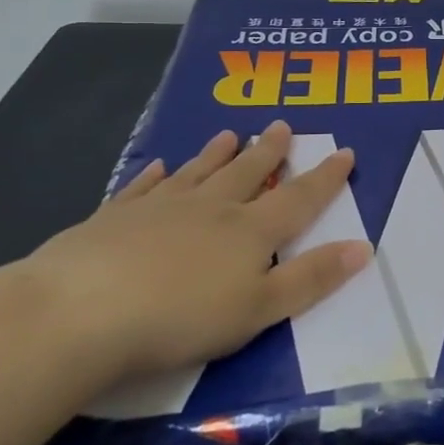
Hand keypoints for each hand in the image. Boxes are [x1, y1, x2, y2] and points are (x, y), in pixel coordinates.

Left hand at [23, 120, 370, 384]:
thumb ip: (311, 278)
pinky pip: (142, 187)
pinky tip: (157, 166)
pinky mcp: (113, 218)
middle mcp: (210, 208)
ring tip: (230, 133)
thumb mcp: (260, 309)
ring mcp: (159, 208)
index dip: (325, 177)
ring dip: (216, 153)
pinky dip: (154, 175)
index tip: (344, 151)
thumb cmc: (181, 318)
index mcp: (250, 231)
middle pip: (247, 172)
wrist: (80, 312)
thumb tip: (363, 247)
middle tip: (282, 126)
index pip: (299, 198)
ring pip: (197, 172)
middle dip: (269, 152)